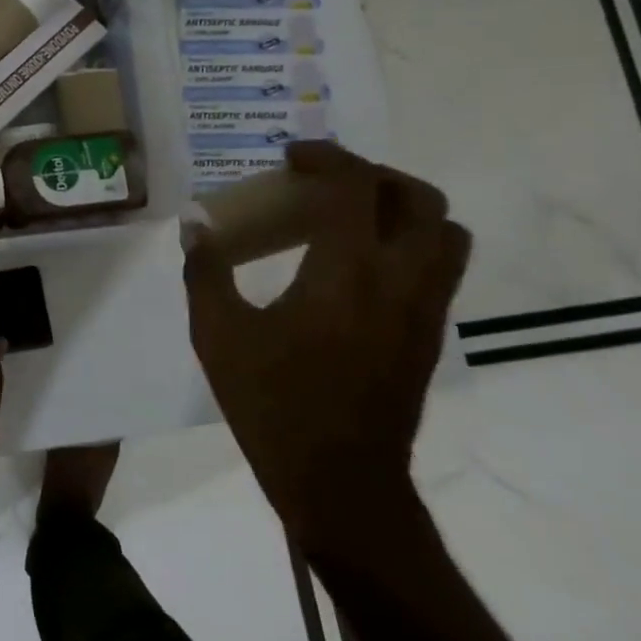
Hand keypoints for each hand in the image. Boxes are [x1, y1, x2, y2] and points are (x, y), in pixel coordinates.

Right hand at [183, 143, 469, 554]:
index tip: (291, 157)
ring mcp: (423, 310)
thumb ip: (205, 271)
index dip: (326, 157)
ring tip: (350, 218)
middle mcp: (399, 281)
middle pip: (420, 199)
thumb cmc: (272, 404)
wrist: (340, 482)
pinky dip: (407, 244)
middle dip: (373, 175)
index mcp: (345, 273)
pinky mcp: (429, 336)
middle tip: (325, 182)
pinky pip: (438, 268)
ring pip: (446, 233)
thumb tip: (194, 227)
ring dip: (401, 208)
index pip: (356, 187)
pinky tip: (356, 266)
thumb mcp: (218, 334)